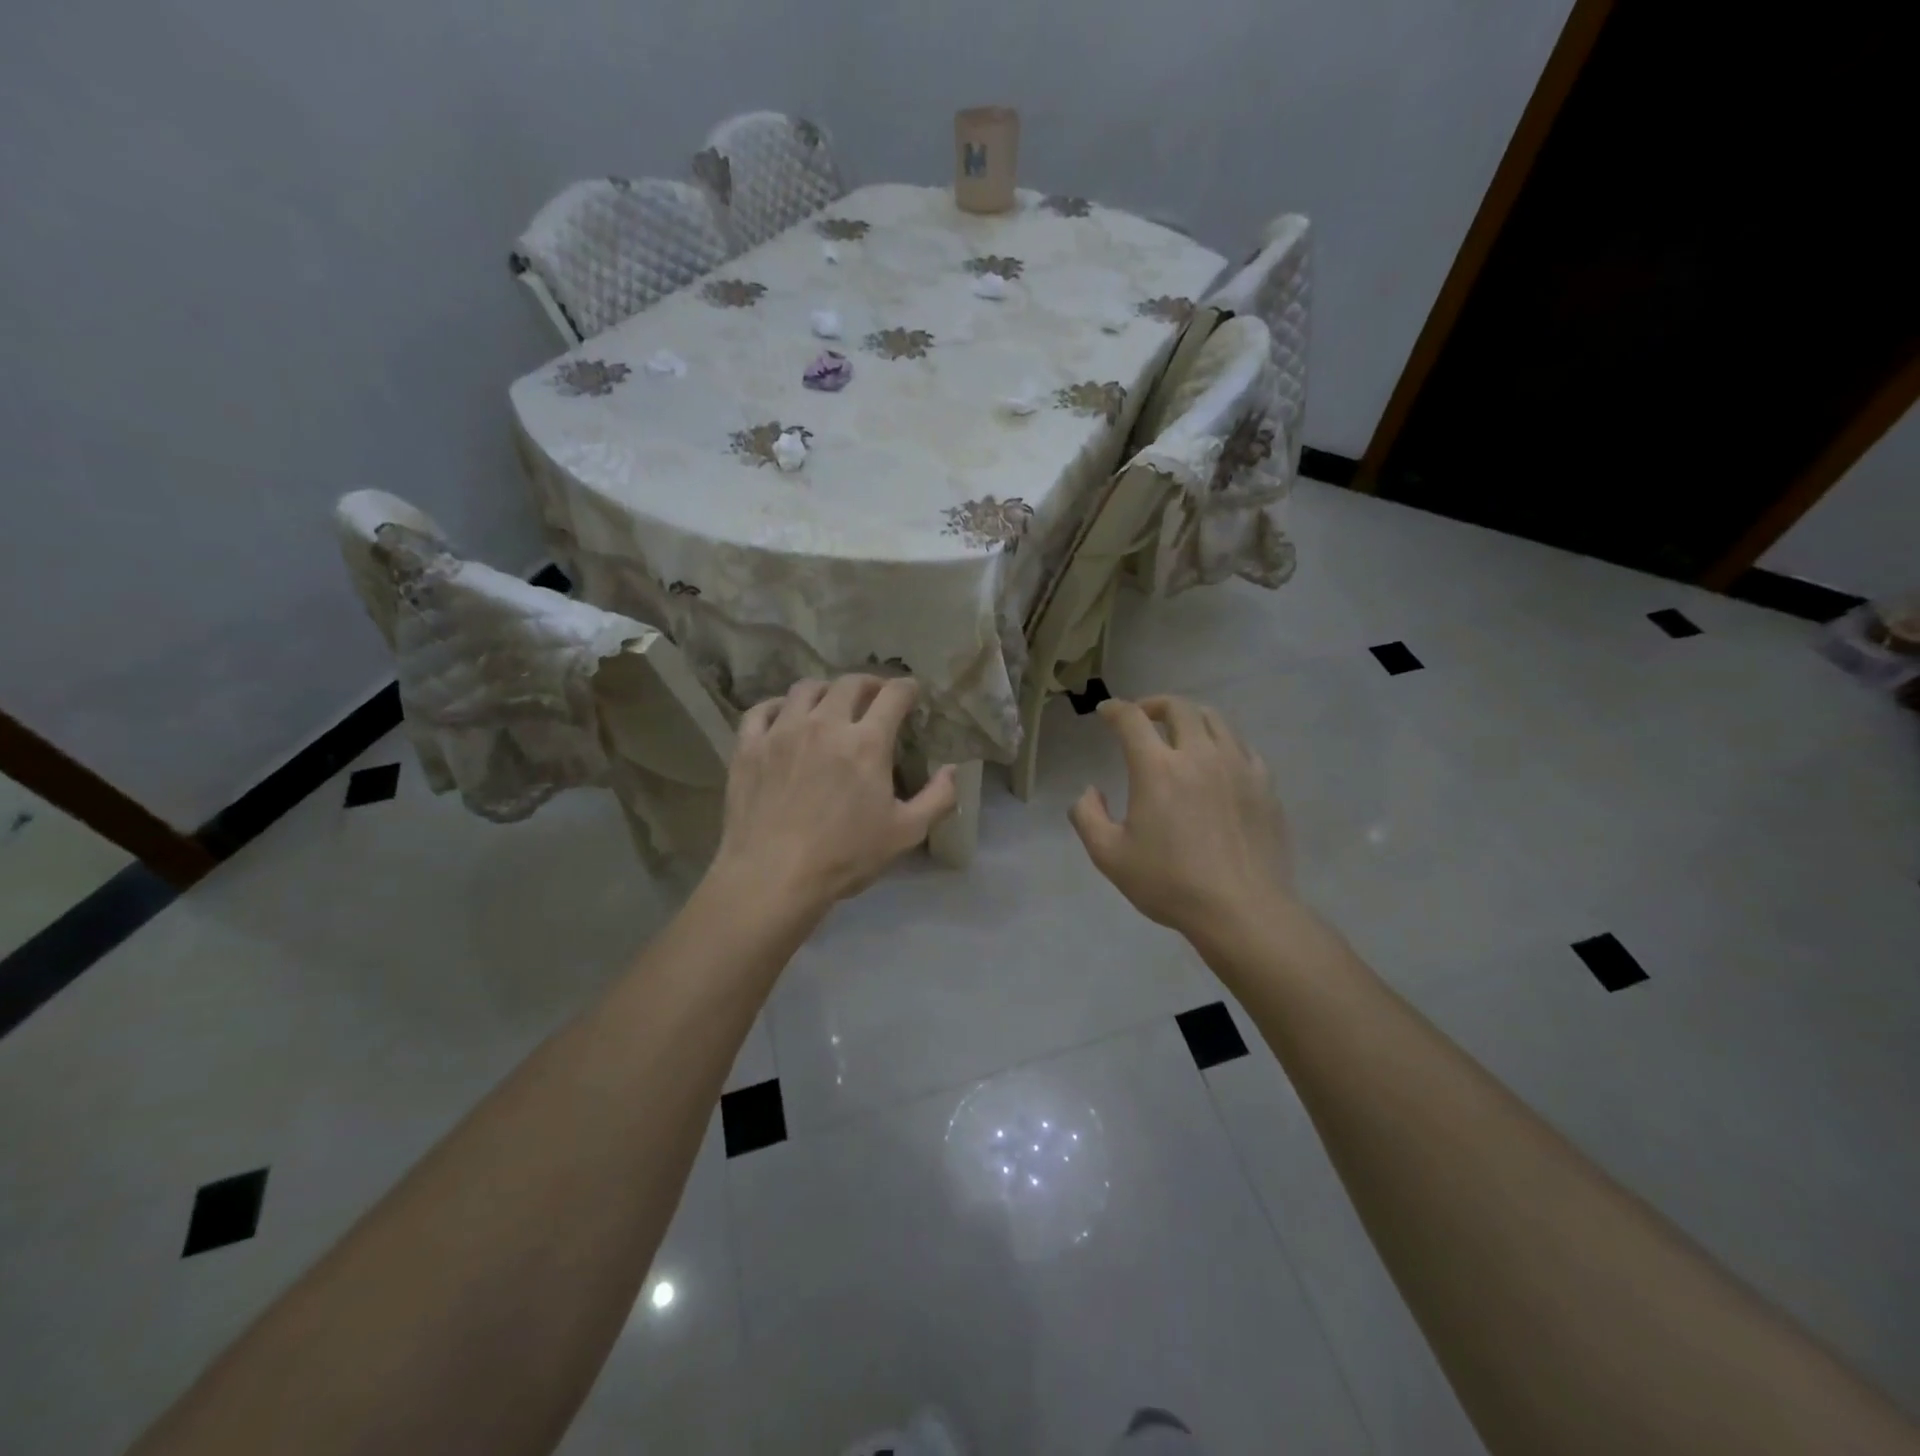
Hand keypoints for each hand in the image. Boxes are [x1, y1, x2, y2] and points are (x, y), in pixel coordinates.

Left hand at [712, 675, 957, 912]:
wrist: (773, 876)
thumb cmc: (844, 856)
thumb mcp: (906, 833)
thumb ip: (937, 798)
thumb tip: (953, 770)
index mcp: (866, 742)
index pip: (893, 695)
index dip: (907, 688)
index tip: (911, 693)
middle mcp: (824, 724)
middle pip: (849, 683)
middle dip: (869, 683)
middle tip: (874, 696)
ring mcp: (782, 731)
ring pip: (804, 689)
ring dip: (825, 690)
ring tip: (830, 704)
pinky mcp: (749, 747)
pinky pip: (761, 710)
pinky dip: (777, 706)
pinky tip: (783, 717)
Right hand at [1069, 695, 1293, 939]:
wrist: (1242, 910)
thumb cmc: (1170, 883)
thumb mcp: (1109, 856)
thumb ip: (1087, 816)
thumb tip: (1090, 791)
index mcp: (1157, 768)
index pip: (1132, 719)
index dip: (1114, 709)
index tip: (1105, 712)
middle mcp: (1199, 755)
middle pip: (1178, 707)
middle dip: (1154, 705)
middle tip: (1142, 717)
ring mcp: (1238, 766)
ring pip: (1215, 720)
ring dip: (1190, 718)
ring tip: (1181, 733)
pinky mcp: (1264, 784)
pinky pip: (1242, 746)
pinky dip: (1222, 743)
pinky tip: (1217, 762)